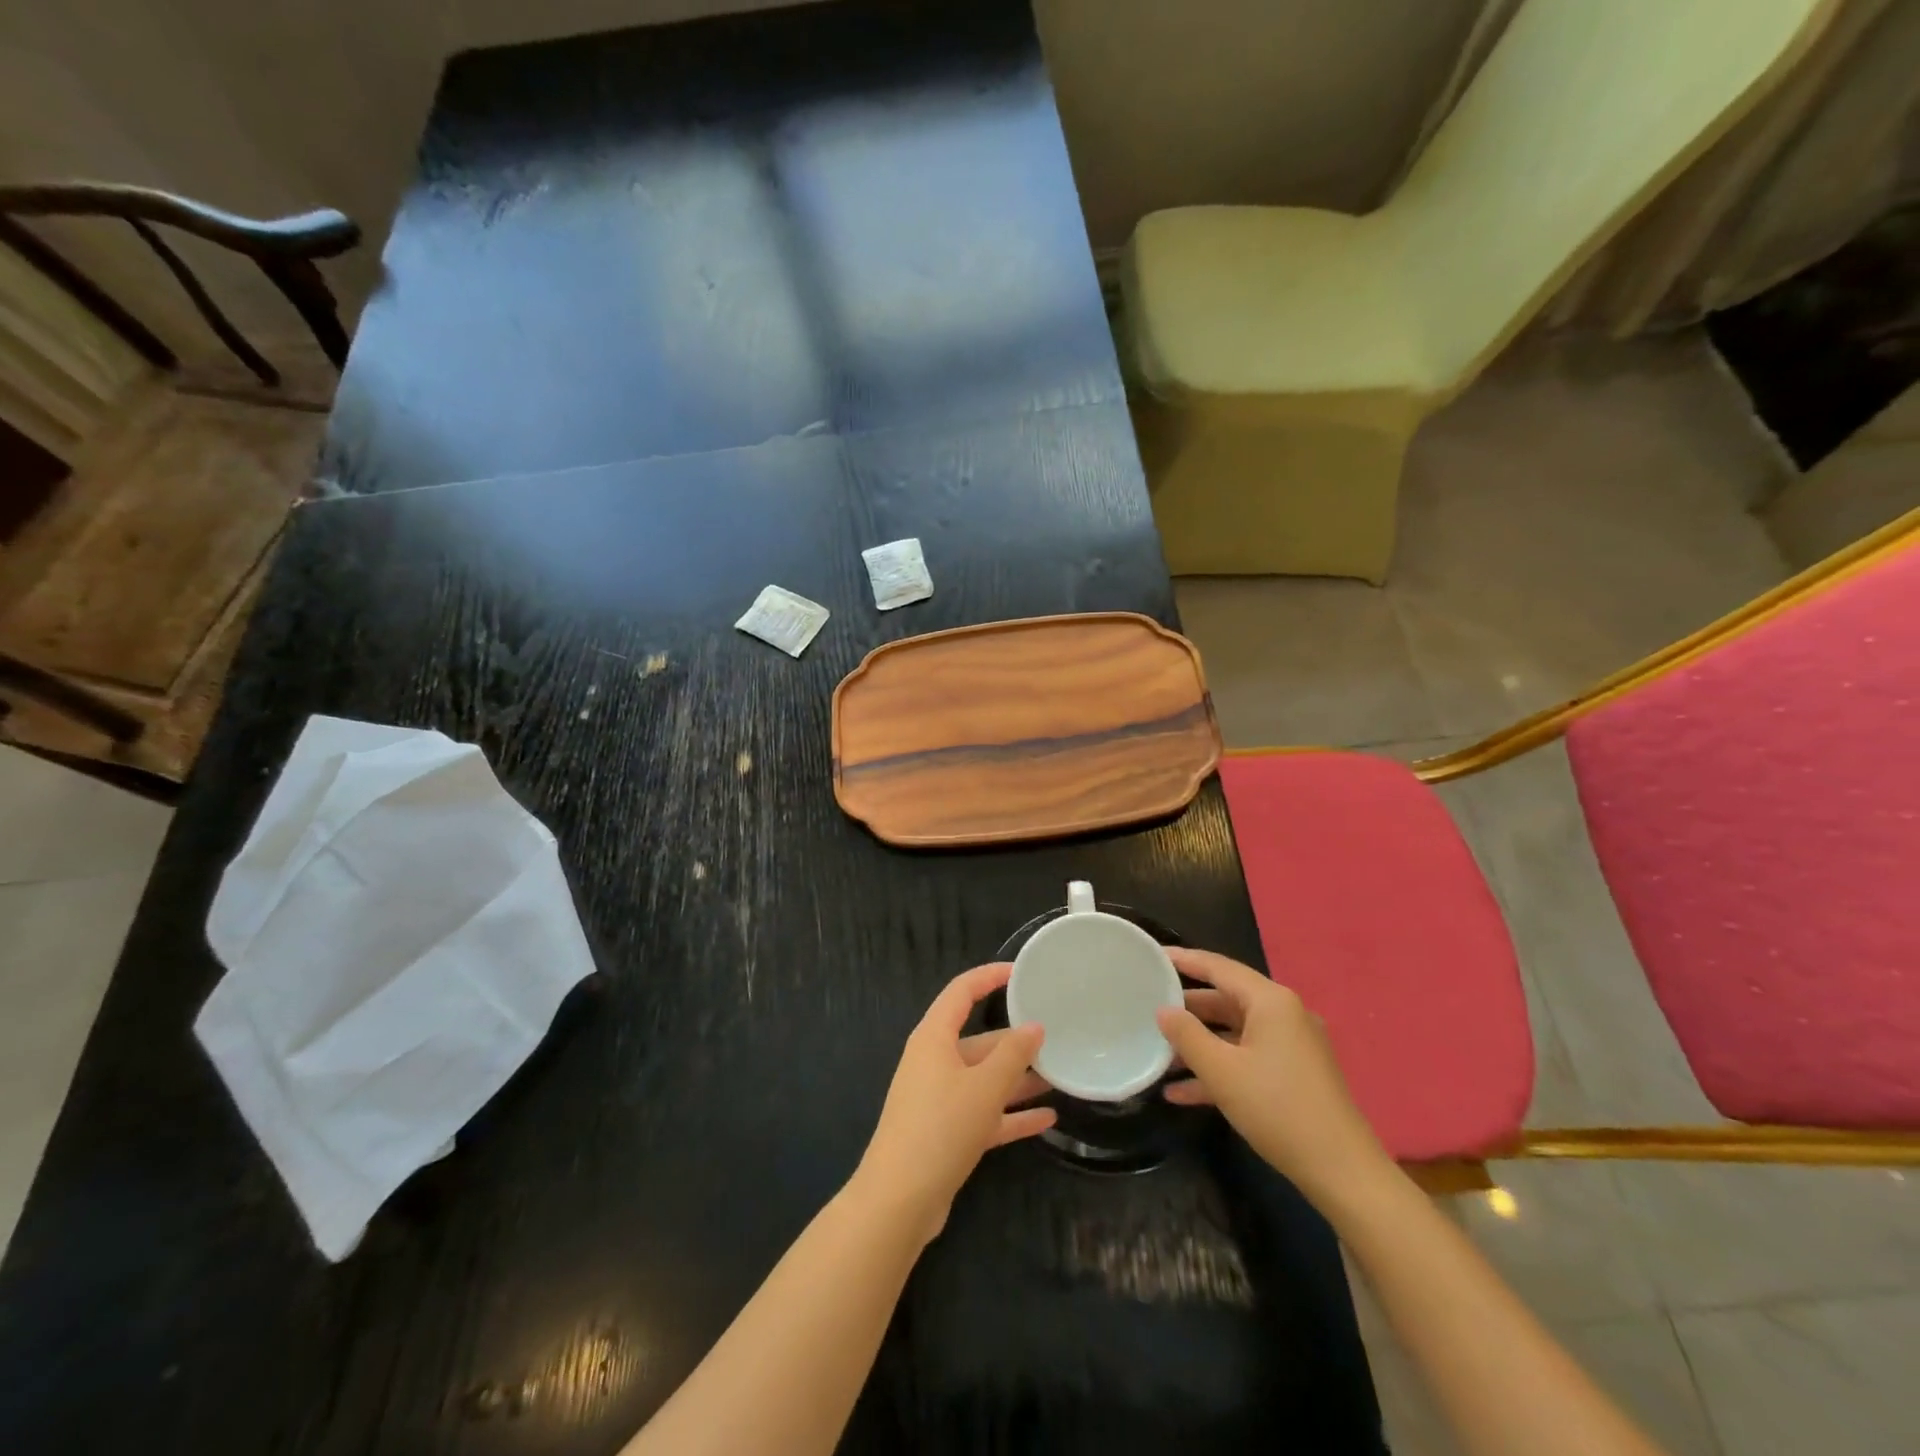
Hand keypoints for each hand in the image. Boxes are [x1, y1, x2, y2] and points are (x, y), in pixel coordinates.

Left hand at [851, 963, 1054, 1244]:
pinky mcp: (946, 1133)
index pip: (962, 992)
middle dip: (1015, 1040)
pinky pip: (984, 1113)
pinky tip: (1047, 1119)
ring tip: (1058, 1075)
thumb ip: (1013, 1055)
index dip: (990, 977)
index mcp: (934, 1038)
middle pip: (979, 1040)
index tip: (1022, 973)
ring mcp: (939, 1099)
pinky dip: (1011, 1114)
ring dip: (1018, 1079)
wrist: (899, 1201)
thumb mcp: (984, 1087)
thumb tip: (1034, 1027)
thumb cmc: (940, 1127)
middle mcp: (934, 1062)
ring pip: (984, 1079)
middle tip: (1056, 1036)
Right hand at [1157, 947, 1391, 1207]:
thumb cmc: (1277, 1109)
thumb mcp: (1221, 1071)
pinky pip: (1248, 1059)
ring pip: (1235, 1032)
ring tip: (1158, 1051)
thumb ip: (1187, 1035)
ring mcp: (1292, 1046)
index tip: (1154, 955)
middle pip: (1227, 999)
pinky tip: (1181, 1092)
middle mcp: (1284, 1015)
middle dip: (1188, 1007)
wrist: (1342, 1172)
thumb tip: (1164, 1011)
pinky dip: (1219, 1068)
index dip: (1185, 960)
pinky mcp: (1294, 1075)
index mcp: (1271, 1002)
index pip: (1219, 967)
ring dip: (1199, 1043)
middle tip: (1149, 1005)